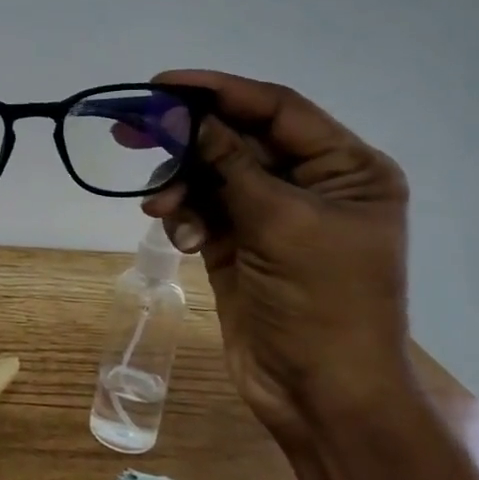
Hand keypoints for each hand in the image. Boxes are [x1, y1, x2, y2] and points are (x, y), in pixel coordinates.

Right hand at [141, 70, 414, 443]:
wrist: (320, 395)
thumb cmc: (322, 303)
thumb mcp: (280, 223)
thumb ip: (231, 163)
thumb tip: (186, 116)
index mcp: (347, 169)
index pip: (277, 109)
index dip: (219, 91)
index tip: (163, 84)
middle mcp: (312, 184)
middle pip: (239, 139)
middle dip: (188, 139)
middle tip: (131, 130)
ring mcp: (274, 216)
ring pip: (214, 175)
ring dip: (182, 186)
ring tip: (159, 207)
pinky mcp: (241, 244)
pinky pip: (204, 210)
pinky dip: (184, 216)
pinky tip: (176, 234)